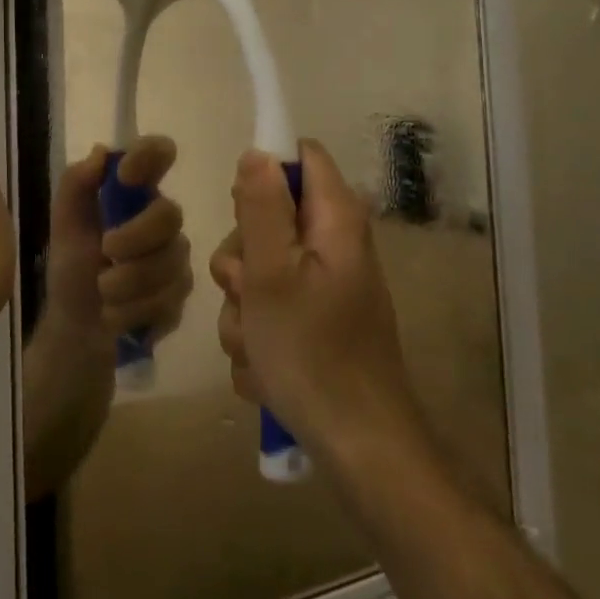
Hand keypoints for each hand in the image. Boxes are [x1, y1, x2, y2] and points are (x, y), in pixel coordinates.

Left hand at [45, 136, 192, 346]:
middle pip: (169, 214)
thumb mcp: (64, 224)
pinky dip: (134, 310)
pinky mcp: (181, 295)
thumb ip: (76, 184)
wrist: (78, 326)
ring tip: (103, 293)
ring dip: (127, 282)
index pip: (159, 153)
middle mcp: (161, 218)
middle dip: (134, 238)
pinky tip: (117, 314)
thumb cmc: (72, 267)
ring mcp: (176, 257)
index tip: (124, 174)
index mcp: (134, 192)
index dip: (149, 155)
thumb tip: (99, 152)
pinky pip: (168, 298)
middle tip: (105, 252)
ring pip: (169, 263)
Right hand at [212, 141, 417, 455]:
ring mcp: (325, 285)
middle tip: (246, 291)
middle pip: (268, 217)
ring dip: (243, 304)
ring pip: (259, 269)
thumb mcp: (270, 274)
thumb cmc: (312, 354)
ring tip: (257, 342)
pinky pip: (269, 307)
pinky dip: (258, 333)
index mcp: (334, 220)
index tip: (241, 213)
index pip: (300, 156)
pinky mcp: (316, 320)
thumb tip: (257, 151)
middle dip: (241, 256)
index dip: (263, 172)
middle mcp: (333, 245)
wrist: (357, 447)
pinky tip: (265, 366)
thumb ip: (261, 208)